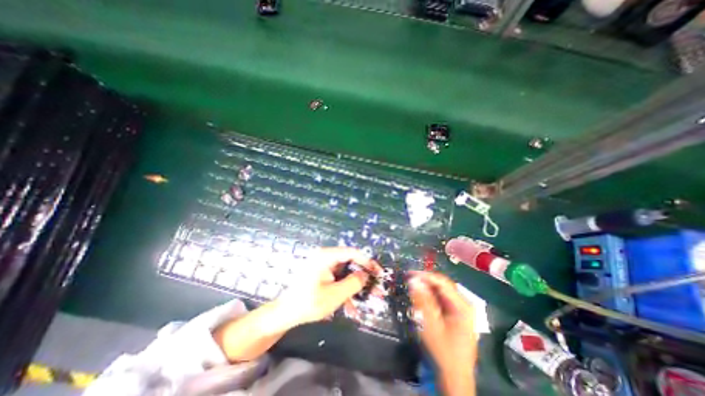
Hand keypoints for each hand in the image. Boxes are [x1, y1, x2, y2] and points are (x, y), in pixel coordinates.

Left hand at [279, 247, 383, 327]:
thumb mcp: (334, 295)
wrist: (284, 314)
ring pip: (346, 273)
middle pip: (350, 263)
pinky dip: (346, 291)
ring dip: (357, 287)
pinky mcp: (323, 275)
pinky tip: (351, 307)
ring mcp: (324, 266)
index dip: (367, 262)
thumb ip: (353, 283)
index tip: (377, 272)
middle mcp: (325, 257)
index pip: (352, 252)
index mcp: (326, 256)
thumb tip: (365, 275)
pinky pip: (338, 280)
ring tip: (369, 300)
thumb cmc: (307, 303)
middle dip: (364, 278)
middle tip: (376, 288)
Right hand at [407, 270, 479, 395]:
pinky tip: (421, 299)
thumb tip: (414, 280)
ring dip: (426, 289)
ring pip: (441, 292)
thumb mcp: (431, 325)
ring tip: (412, 288)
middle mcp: (463, 304)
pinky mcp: (455, 315)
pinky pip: (441, 300)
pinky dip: (430, 297)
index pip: (441, 282)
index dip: (424, 276)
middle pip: (442, 285)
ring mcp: (460, 310)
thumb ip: (423, 301)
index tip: (409, 274)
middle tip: (409, 280)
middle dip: (425, 281)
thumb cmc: (444, 352)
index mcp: (462, 305)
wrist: (455, 379)